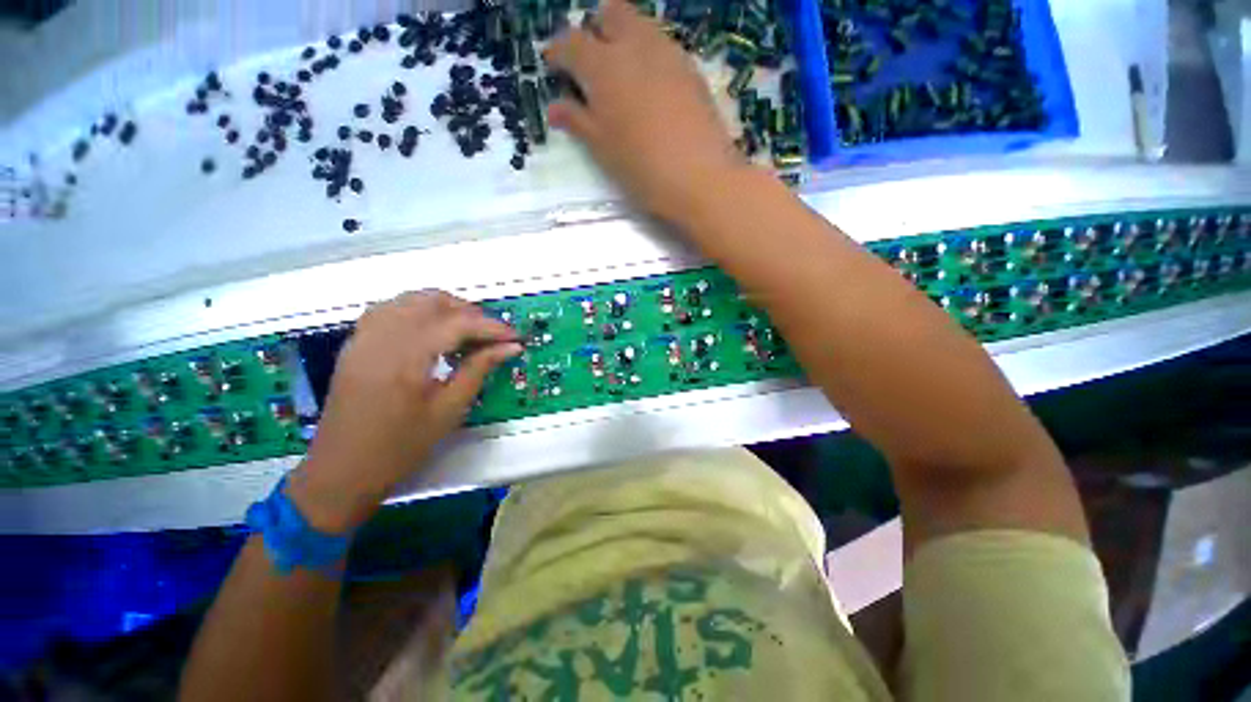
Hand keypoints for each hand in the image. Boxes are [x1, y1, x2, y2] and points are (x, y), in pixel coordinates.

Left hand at [287, 291, 520, 531]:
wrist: (341, 471)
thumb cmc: (401, 447)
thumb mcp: (449, 410)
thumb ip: (479, 369)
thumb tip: (510, 347)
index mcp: (406, 359)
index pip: (457, 324)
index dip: (491, 327)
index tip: (515, 337)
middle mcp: (382, 338)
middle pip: (431, 301)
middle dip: (468, 311)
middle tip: (491, 334)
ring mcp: (363, 338)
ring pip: (409, 300)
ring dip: (443, 307)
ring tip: (466, 330)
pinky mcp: (355, 344)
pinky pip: (389, 310)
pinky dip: (417, 311)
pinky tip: (431, 330)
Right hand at [545, 0, 745, 223]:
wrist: (701, 177)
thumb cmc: (642, 168)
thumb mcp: (602, 149)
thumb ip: (577, 122)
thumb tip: (554, 107)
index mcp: (603, 66)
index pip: (571, 43)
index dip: (558, 52)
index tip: (554, 65)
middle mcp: (635, 46)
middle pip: (611, 13)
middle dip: (596, 30)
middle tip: (593, 64)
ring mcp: (668, 53)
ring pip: (641, 26)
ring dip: (626, 39)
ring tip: (623, 78)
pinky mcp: (691, 69)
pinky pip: (664, 47)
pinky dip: (650, 57)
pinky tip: (652, 89)